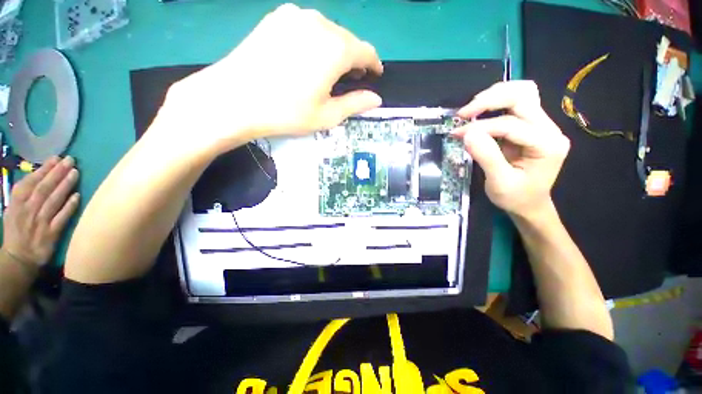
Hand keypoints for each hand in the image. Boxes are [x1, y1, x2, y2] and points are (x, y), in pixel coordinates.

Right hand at [2, 156, 79, 267]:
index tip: (57, 158)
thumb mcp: (13, 209)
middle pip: (44, 188)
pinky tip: (78, 195)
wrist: (20, 257)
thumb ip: (25, 194)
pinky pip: (62, 217)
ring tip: (76, 172)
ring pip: (53, 200)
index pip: (31, 182)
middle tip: (71, 160)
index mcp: (17, 203)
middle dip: (57, 173)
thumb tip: (41, 174)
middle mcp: (27, 210)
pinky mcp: (51, 234)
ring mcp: (40, 222)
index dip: (44, 169)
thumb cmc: (18, 228)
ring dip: (65, 185)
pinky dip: (69, 206)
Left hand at [164, 4, 383, 153]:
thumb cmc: (287, 112)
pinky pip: (307, 28)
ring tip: (331, 72)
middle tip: (352, 80)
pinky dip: (316, 43)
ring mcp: (295, 16)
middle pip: (347, 40)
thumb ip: (355, 104)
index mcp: (335, 48)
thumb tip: (376, 99)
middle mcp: (319, 23)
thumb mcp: (327, 115)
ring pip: (328, 32)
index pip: (366, 52)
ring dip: (335, 51)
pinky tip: (308, 60)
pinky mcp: (276, 18)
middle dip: (354, 60)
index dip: (373, 64)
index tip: (375, 75)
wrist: (234, 99)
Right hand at [452, 81, 569, 217]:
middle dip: (489, 100)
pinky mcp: (531, 126)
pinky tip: (480, 112)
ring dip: (494, 96)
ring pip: (522, 93)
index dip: (481, 127)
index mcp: (547, 145)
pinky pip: (516, 104)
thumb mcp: (499, 182)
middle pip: (522, 96)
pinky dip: (496, 104)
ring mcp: (542, 125)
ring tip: (471, 109)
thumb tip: (467, 133)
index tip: (456, 134)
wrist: (529, 205)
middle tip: (463, 113)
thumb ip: (486, 156)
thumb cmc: (516, 197)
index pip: (511, 124)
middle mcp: (549, 129)